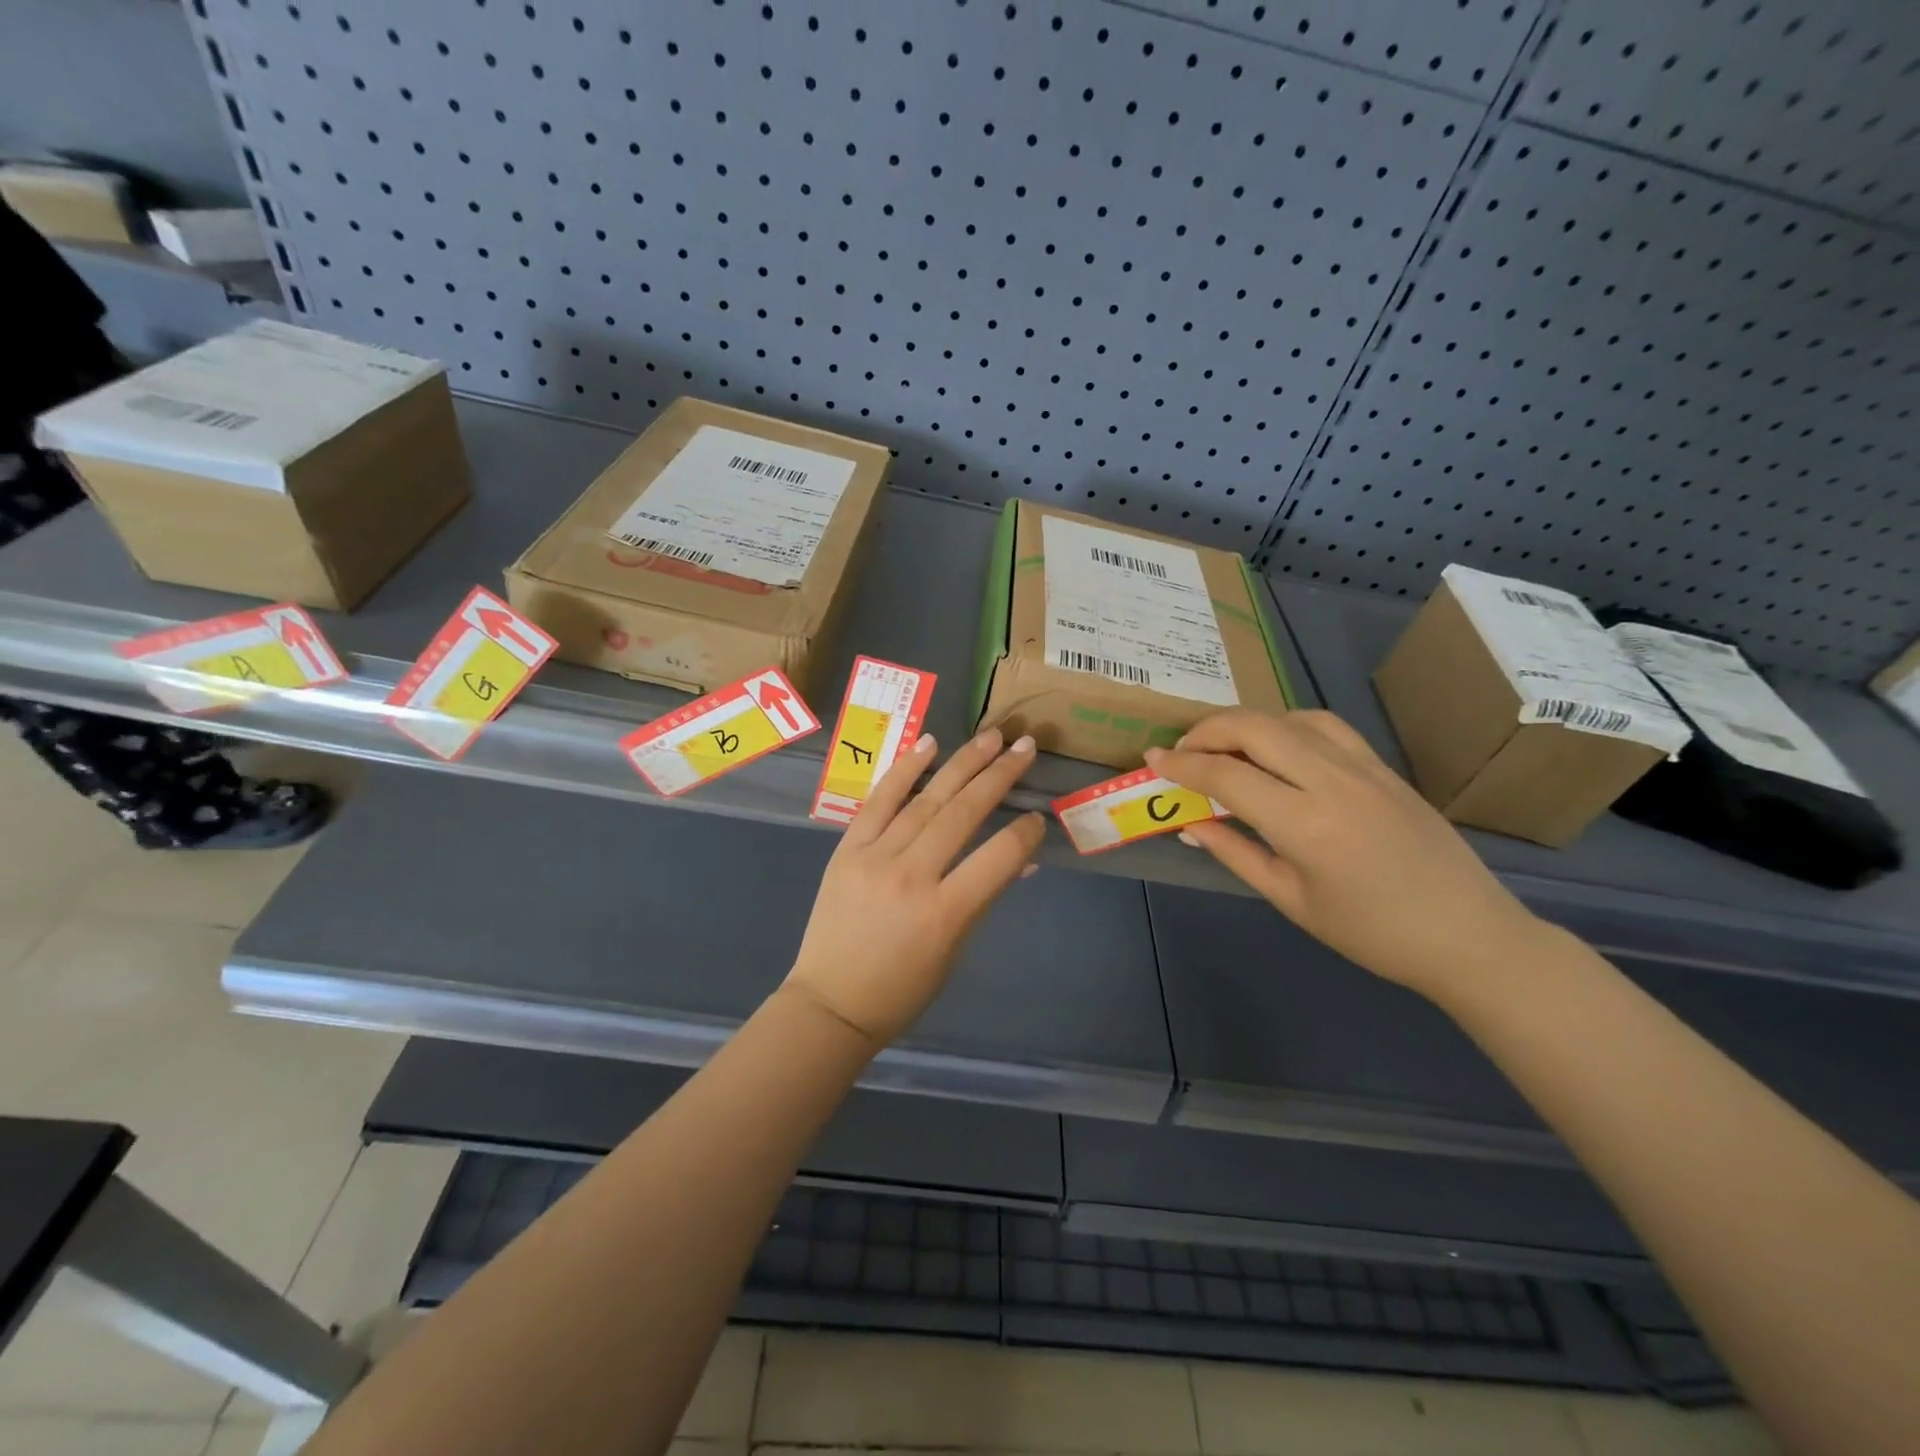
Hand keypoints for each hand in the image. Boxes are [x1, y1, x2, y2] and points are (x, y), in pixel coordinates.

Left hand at [785, 727, 1046, 1048]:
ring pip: (926, 800)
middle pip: (963, 814)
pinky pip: (879, 801)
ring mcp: (874, 858)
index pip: (997, 857)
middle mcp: (911, 876)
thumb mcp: (954, 951)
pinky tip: (930, 744)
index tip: (1038, 815)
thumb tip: (1021, 861)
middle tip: (1025, 747)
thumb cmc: (902, 990)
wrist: (830, 1003)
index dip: (1024, 832)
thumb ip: (986, 899)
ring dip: (962, 763)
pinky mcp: (847, 849)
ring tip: (991, 737)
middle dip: (999, 776)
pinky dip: (905, 770)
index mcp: (945, 913)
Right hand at [1146, 709, 1543, 1000]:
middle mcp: (1332, 782)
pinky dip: (1286, 724)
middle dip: (1207, 730)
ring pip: (1288, 718)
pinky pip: (1325, 725)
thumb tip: (1189, 824)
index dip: (1182, 764)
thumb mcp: (1292, 900)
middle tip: (1182, 750)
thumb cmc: (1372, 933)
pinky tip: (1276, 744)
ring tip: (1222, 744)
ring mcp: (1363, 767)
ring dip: (1245, 723)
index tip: (1152, 760)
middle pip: (1255, 728)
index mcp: (1305, 825)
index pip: (1226, 775)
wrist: (1468, 934)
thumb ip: (1236, 854)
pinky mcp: (1383, 766)